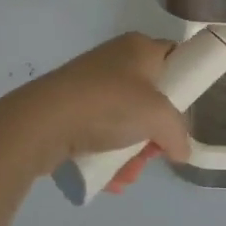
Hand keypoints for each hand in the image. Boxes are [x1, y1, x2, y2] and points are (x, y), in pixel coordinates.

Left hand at [0, 33, 188, 191]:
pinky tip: (109, 178)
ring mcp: (91, 85)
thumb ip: (178, 134)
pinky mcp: (70, 109)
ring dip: (132, 151)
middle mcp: (117, 60)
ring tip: (127, 173)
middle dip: (154, 132)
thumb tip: (182, 151)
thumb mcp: (158, 117)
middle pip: (150, 97)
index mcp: (140, 47)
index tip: (184, 111)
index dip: (184, 82)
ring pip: (125, 120)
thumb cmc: (108, 104)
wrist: (42, 122)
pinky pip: (100, 131)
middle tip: (152, 151)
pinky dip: (108, 154)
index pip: (174, 57)